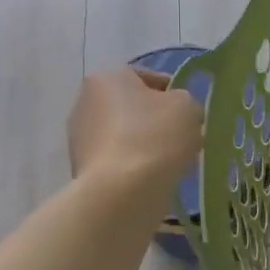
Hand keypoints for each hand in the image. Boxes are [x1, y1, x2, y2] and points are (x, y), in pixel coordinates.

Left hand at [67, 68, 202, 184]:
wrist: (121, 192)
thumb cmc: (155, 136)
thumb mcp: (188, 107)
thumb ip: (185, 102)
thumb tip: (178, 113)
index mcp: (107, 78)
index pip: (147, 77)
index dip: (173, 92)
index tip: (190, 111)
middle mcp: (85, 102)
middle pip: (133, 106)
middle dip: (157, 119)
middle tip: (183, 135)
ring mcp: (80, 137)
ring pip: (125, 134)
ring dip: (146, 143)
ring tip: (171, 160)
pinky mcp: (82, 168)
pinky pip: (118, 159)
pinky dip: (134, 164)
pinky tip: (153, 177)